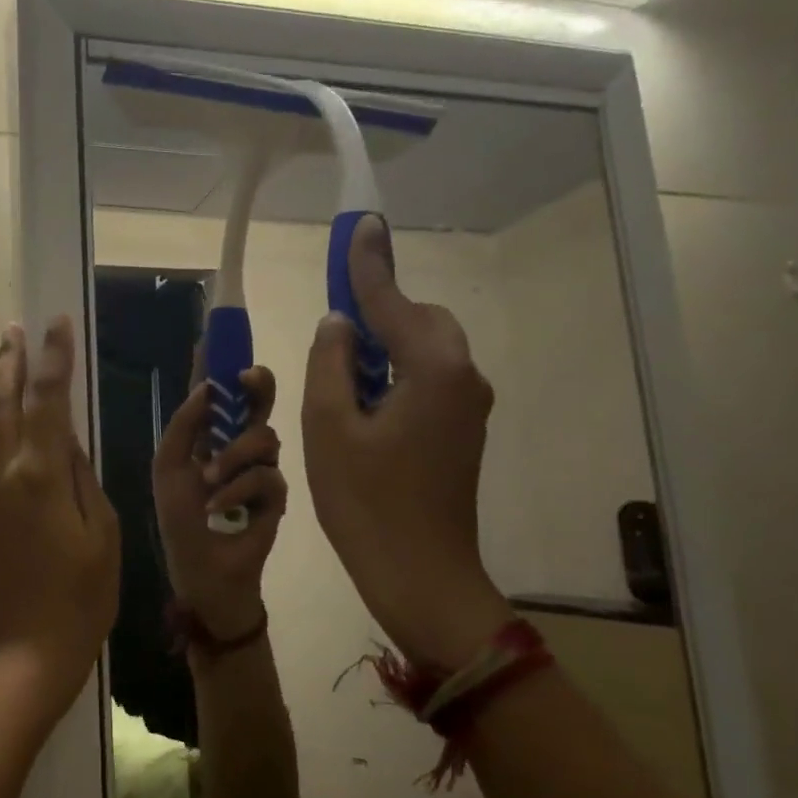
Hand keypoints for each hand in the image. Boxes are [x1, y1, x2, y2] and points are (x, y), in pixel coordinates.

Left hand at [0, 318, 120, 713]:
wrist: (24, 656)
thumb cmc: (81, 598)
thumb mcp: (104, 533)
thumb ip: (82, 478)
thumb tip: (67, 439)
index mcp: (42, 474)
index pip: (48, 400)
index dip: (52, 358)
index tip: (55, 324)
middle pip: (1, 405)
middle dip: (9, 363)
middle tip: (13, 331)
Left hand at [152, 365, 285, 640]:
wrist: (202, 572)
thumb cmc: (180, 520)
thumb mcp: (169, 467)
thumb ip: (184, 426)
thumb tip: (207, 386)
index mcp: (208, 435)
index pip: (217, 393)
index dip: (218, 364)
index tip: (219, 335)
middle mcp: (237, 445)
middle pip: (256, 402)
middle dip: (255, 386)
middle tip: (248, 379)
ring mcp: (260, 470)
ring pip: (265, 437)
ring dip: (235, 455)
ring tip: (211, 479)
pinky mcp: (276, 497)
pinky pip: (268, 477)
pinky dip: (240, 489)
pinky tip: (220, 506)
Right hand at [302, 215, 510, 669]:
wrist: (420, 574)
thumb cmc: (366, 501)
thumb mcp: (329, 426)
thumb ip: (332, 362)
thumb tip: (340, 324)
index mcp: (433, 370)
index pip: (391, 302)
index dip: (368, 263)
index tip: (359, 222)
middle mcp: (463, 378)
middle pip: (420, 321)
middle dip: (378, 311)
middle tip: (333, 326)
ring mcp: (467, 407)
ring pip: (424, 351)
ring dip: (384, 345)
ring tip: (339, 369)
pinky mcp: (460, 431)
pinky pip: (426, 379)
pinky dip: (394, 373)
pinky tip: (362, 398)